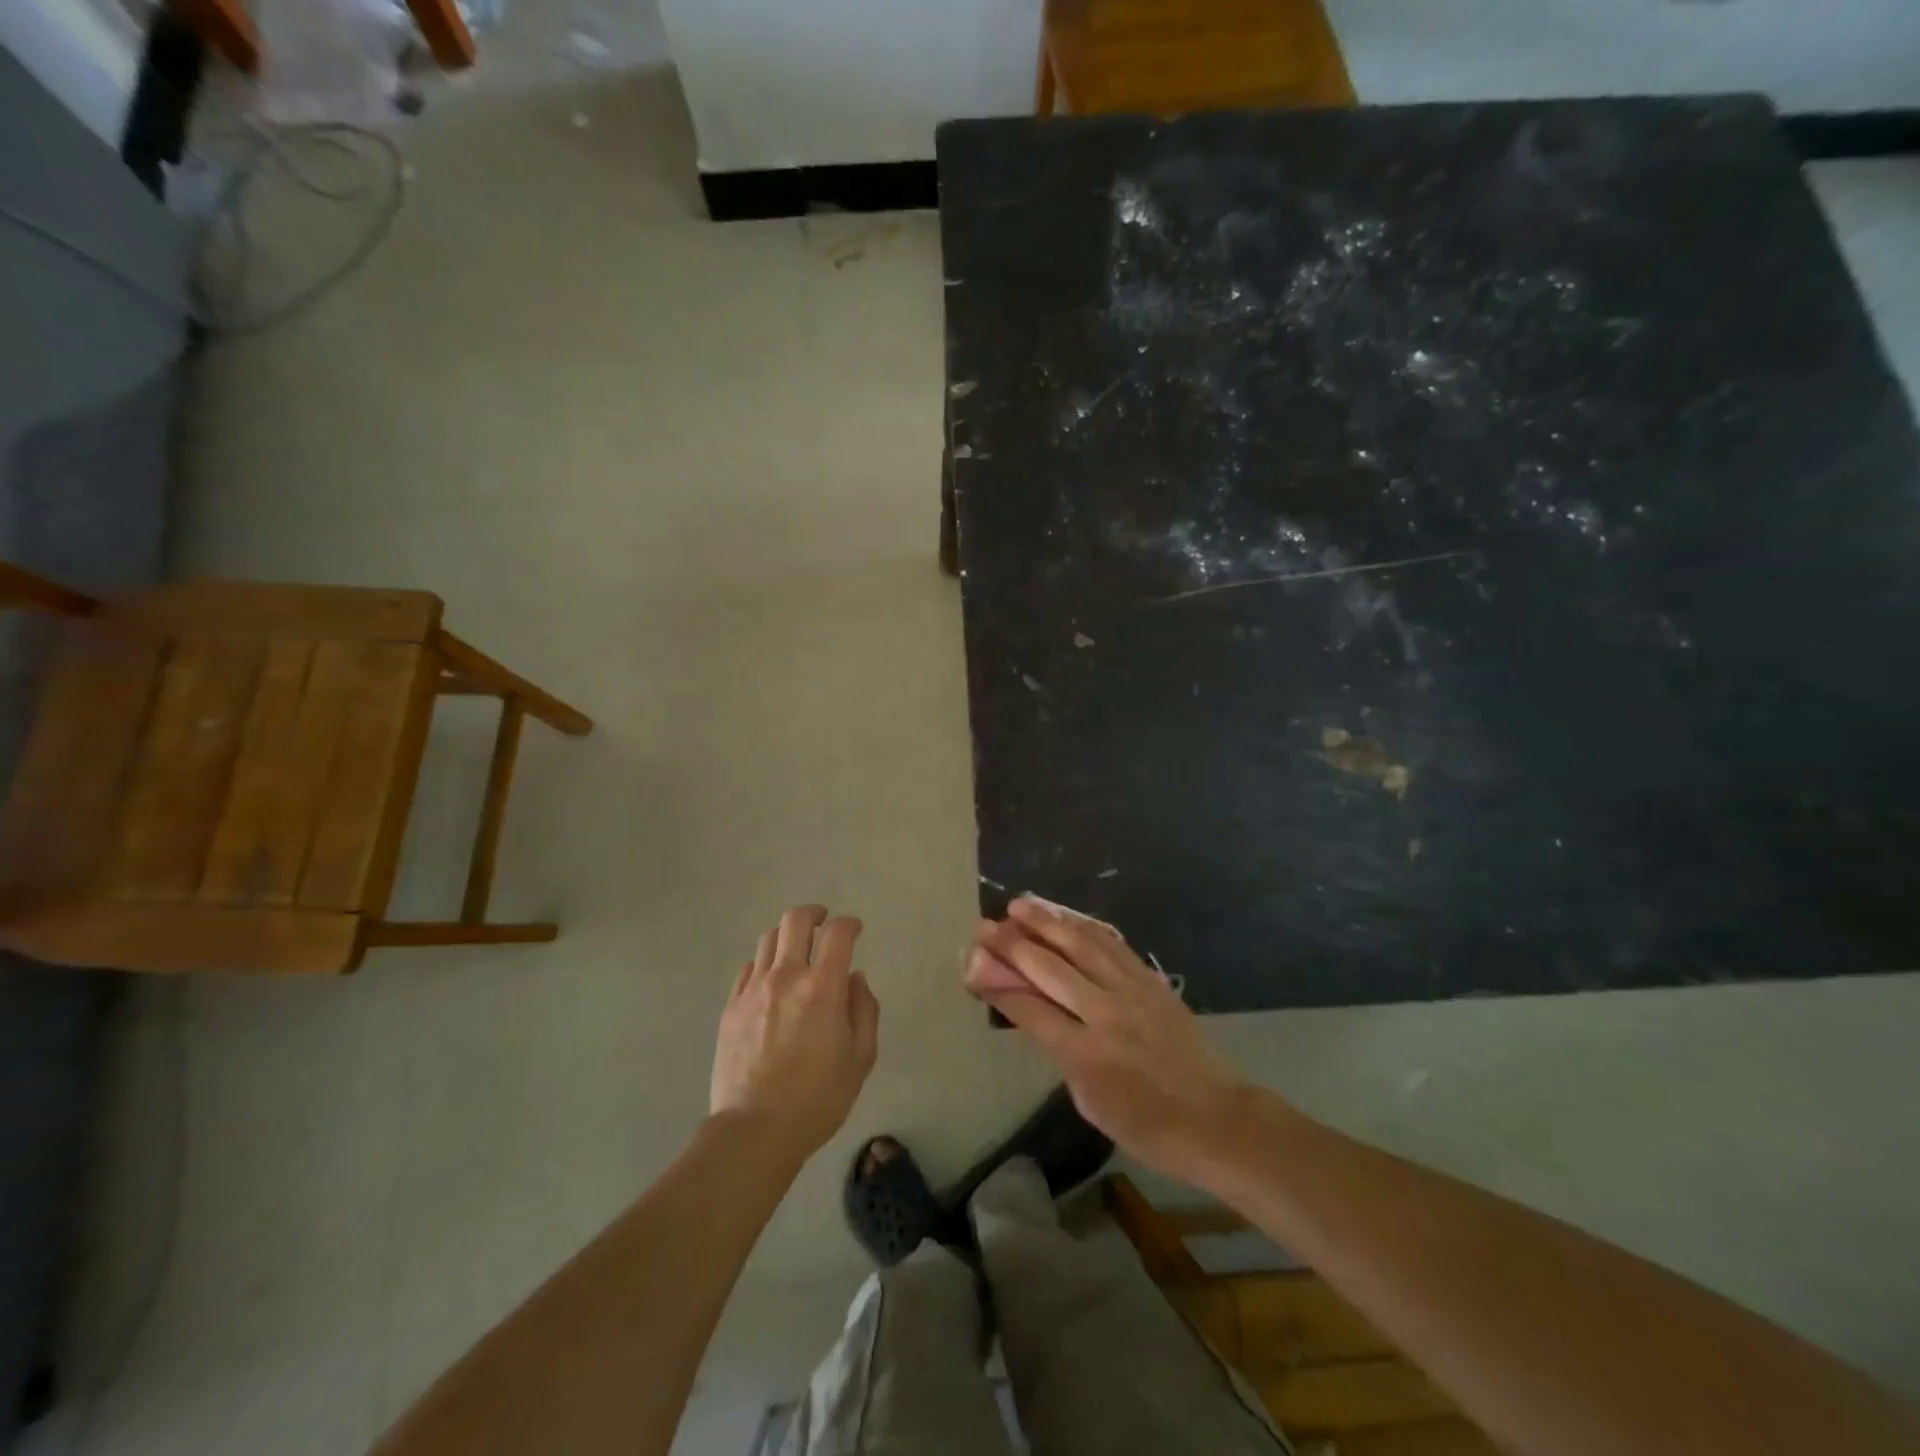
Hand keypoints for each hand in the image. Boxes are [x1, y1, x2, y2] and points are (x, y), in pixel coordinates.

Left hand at [712, 905, 879, 1159]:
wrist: (755, 1131)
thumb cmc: (818, 1098)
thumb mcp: (860, 1058)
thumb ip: (864, 1010)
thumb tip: (855, 979)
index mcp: (822, 987)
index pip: (837, 933)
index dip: (850, 924)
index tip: (856, 930)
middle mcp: (786, 977)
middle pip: (795, 920)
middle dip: (814, 914)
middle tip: (824, 924)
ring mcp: (753, 990)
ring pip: (768, 939)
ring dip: (788, 937)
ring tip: (797, 952)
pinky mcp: (731, 1007)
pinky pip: (748, 968)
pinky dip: (765, 963)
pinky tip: (772, 981)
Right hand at [965, 897, 1246, 1186]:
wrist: (1214, 1118)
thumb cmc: (1146, 1126)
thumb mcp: (1089, 1101)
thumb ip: (1060, 1052)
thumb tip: (1034, 1013)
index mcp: (1085, 1055)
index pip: (1029, 1009)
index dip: (998, 983)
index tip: (974, 962)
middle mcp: (1105, 1014)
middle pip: (1050, 969)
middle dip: (1012, 945)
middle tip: (986, 926)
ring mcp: (1132, 993)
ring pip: (1081, 946)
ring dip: (1047, 922)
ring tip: (1020, 905)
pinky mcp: (1152, 981)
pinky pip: (1113, 946)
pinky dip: (1086, 928)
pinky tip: (1067, 917)